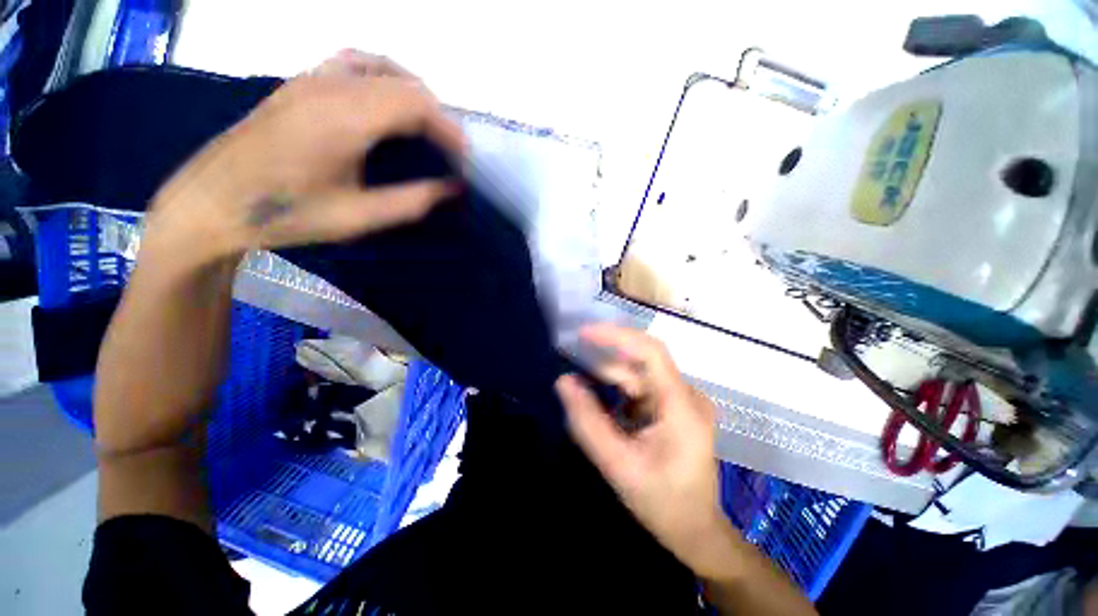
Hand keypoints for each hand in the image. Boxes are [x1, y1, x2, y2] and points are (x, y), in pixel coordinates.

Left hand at [145, 50, 464, 259]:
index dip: (448, 128)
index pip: (415, 104)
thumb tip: (453, 189)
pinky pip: (351, 63)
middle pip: (402, 83)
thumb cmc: (287, 214)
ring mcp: (310, 79)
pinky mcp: (299, 83)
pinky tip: (384, 100)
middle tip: (450, 149)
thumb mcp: (359, 217)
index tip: (465, 156)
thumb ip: (412, 201)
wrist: (213, 202)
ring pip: (379, 66)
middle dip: (436, 114)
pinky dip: (381, 76)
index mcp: (345, 118)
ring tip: (426, 124)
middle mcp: (330, 87)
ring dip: (412, 92)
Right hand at [556, 324, 732, 575]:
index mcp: (681, 406)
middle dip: (603, 361)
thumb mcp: (618, 465)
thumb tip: (563, 382)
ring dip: (606, 379)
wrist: (694, 531)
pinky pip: (638, 389)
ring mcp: (680, 400)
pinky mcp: (671, 408)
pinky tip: (597, 403)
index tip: (584, 332)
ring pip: (636, 376)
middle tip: (569, 357)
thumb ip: (588, 422)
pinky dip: (615, 392)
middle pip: (639, 364)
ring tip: (577, 387)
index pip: (651, 352)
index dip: (617, 336)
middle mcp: (685, 395)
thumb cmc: (662, 503)